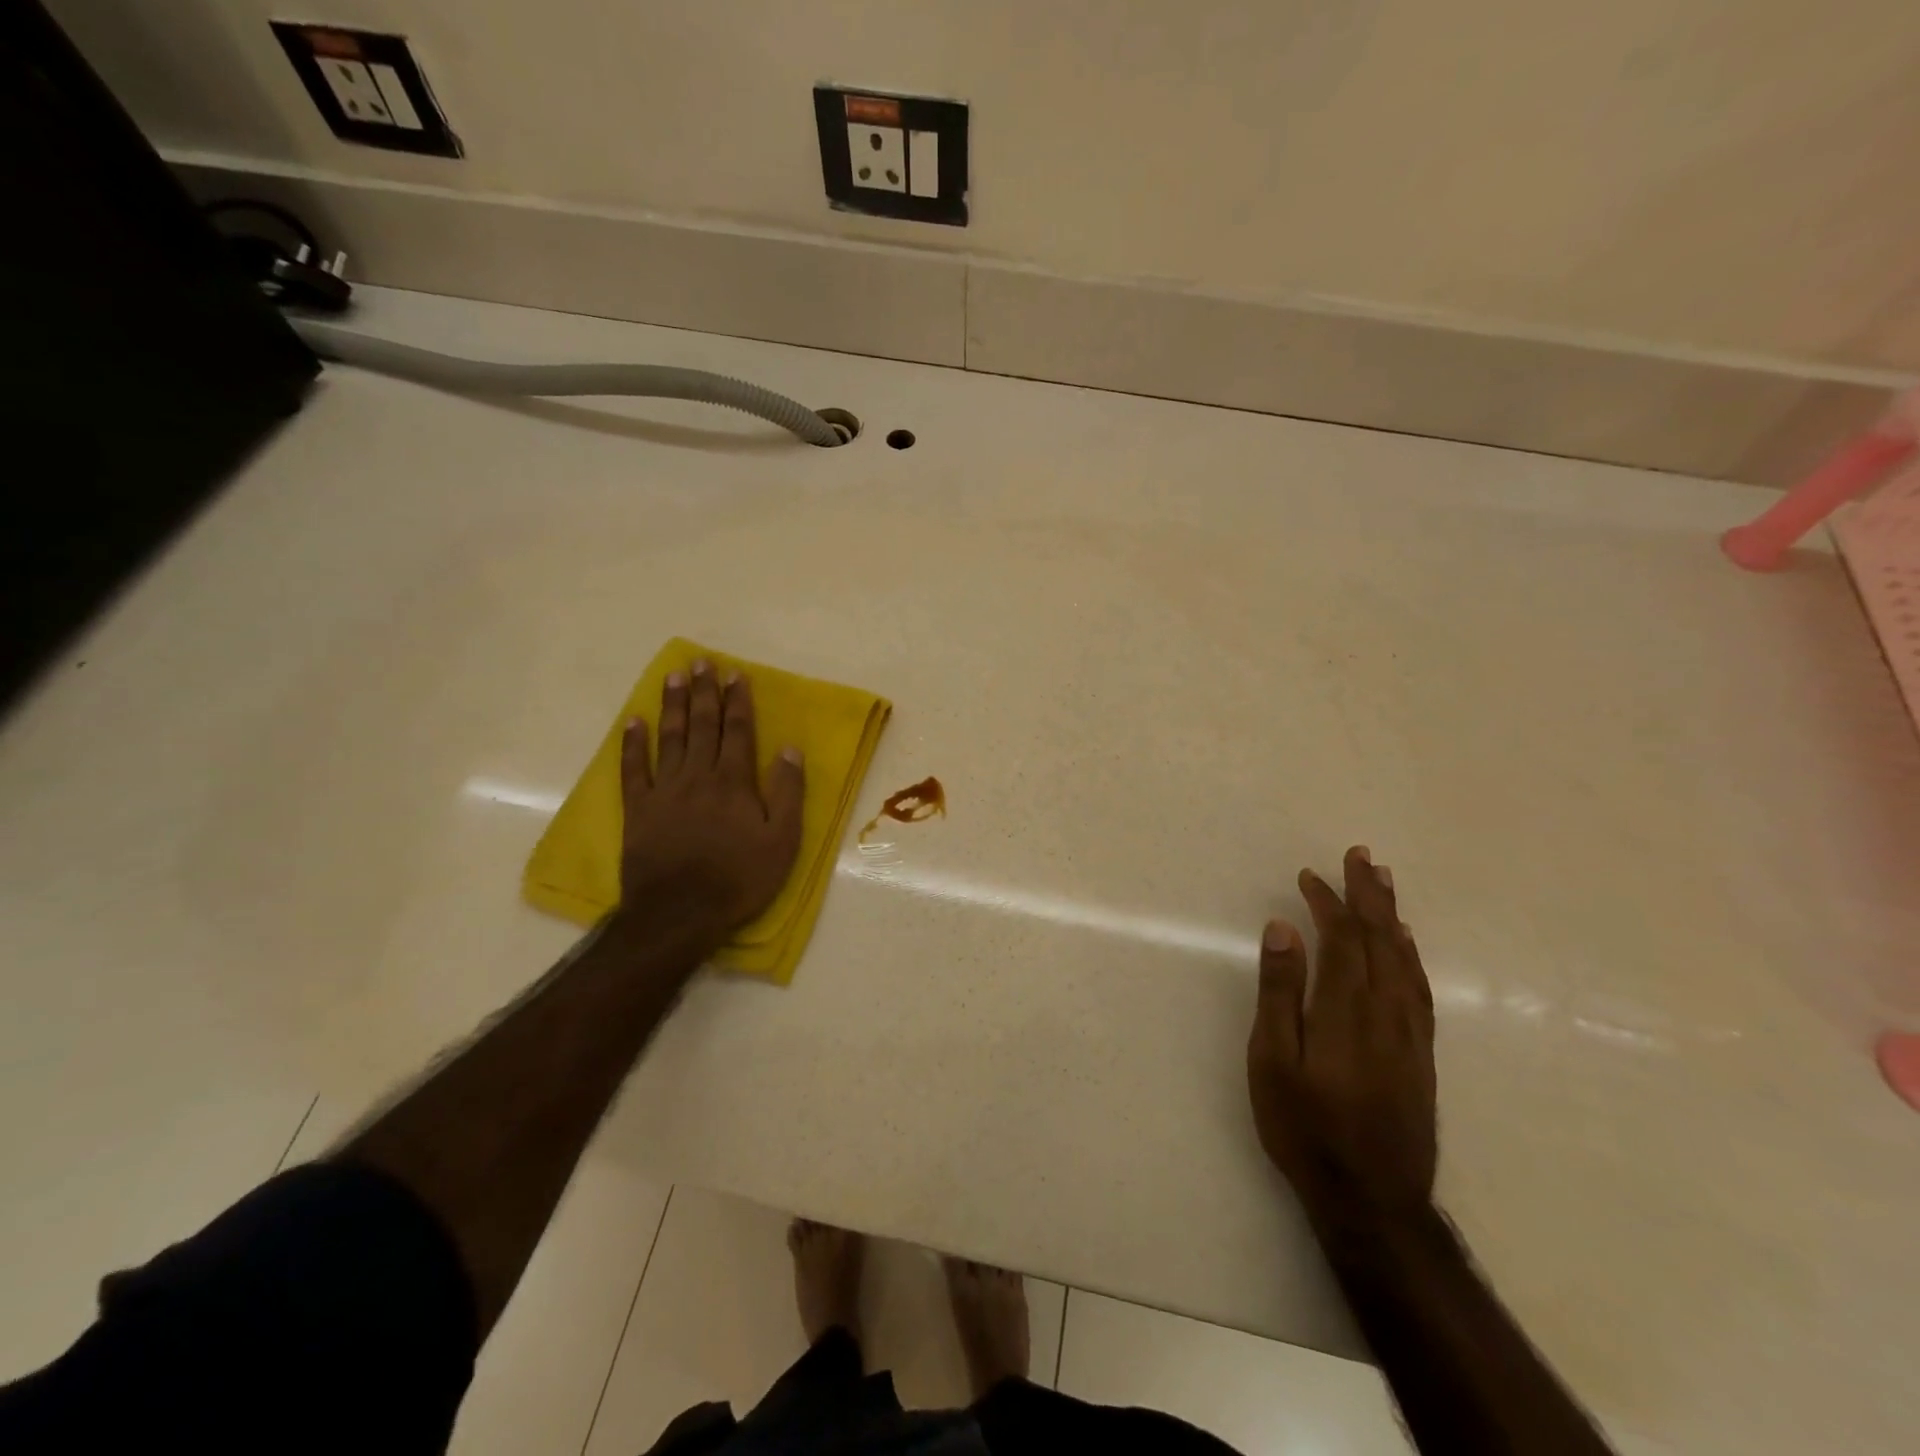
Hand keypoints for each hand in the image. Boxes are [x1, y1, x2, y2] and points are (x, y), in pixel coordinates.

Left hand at [618, 660, 804, 938]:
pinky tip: (634, 721)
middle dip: (704, 692)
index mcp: (734, 782)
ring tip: (674, 676)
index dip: (738, 700)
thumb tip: (790, 749)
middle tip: (702, 662)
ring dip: (673, 705)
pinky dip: (633, 744)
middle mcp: (699, 775)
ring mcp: (664, 790)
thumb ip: (788, 792)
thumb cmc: (740, 878)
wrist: (680, 913)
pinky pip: (634, 769)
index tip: (736, 674)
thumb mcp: (783, 841)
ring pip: (670, 737)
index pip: (738, 730)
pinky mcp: (638, 809)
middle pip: (702, 725)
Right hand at [1247, 846, 1436, 1218]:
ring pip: (1405, 959)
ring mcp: (1410, 1033)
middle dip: (1368, 895)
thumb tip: (1283, 929)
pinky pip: (1420, 987)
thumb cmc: (1305, 1127)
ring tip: (1383, 883)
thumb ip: (1279, 992)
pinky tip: (1405, 944)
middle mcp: (1386, 1011)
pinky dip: (1411, 954)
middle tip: (1360, 856)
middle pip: (1381, 940)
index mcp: (1346, 1009)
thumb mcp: (1272, 1061)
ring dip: (1392, 916)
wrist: (1373, 1200)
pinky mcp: (1421, 1053)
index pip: (1343, 939)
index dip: (1328, 902)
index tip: (1309, 876)